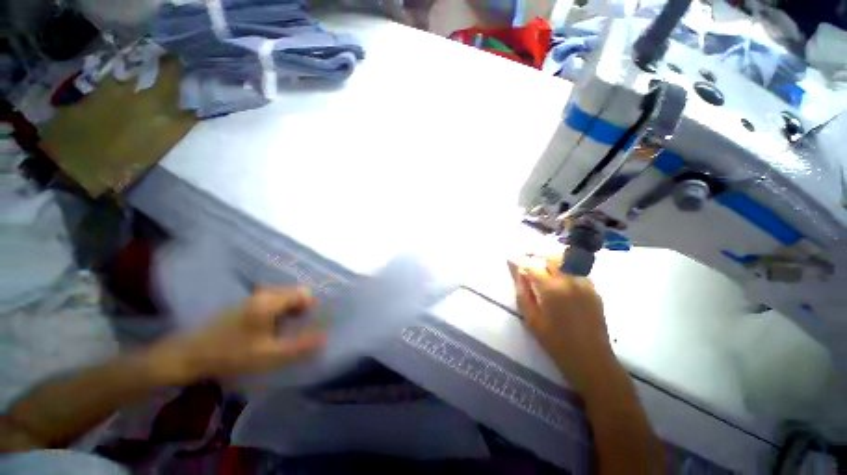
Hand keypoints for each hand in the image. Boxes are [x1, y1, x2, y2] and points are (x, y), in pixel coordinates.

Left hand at [146, 287, 326, 384]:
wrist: (187, 356)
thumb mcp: (268, 356)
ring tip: (281, 335)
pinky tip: (267, 333)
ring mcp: (252, 298)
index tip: (306, 327)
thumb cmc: (230, 355)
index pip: (304, 293)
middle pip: (294, 294)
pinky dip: (277, 315)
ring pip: (283, 299)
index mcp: (270, 301)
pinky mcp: (244, 305)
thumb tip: (324, 338)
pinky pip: (271, 304)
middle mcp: (263, 294)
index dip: (310, 308)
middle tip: (294, 333)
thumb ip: (299, 346)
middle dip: (300, 312)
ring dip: (289, 314)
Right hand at [508, 254, 614, 394]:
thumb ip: (523, 292)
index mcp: (552, 290)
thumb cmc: (556, 342)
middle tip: (525, 253)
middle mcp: (569, 281)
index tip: (510, 258)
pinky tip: (557, 272)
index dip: (519, 261)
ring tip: (540, 259)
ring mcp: (584, 283)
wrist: (592, 359)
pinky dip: (564, 265)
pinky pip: (576, 269)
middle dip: (536, 251)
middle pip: (551, 256)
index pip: (532, 267)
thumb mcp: (532, 319)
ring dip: (550, 255)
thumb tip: (519, 273)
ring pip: (566, 259)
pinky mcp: (593, 289)